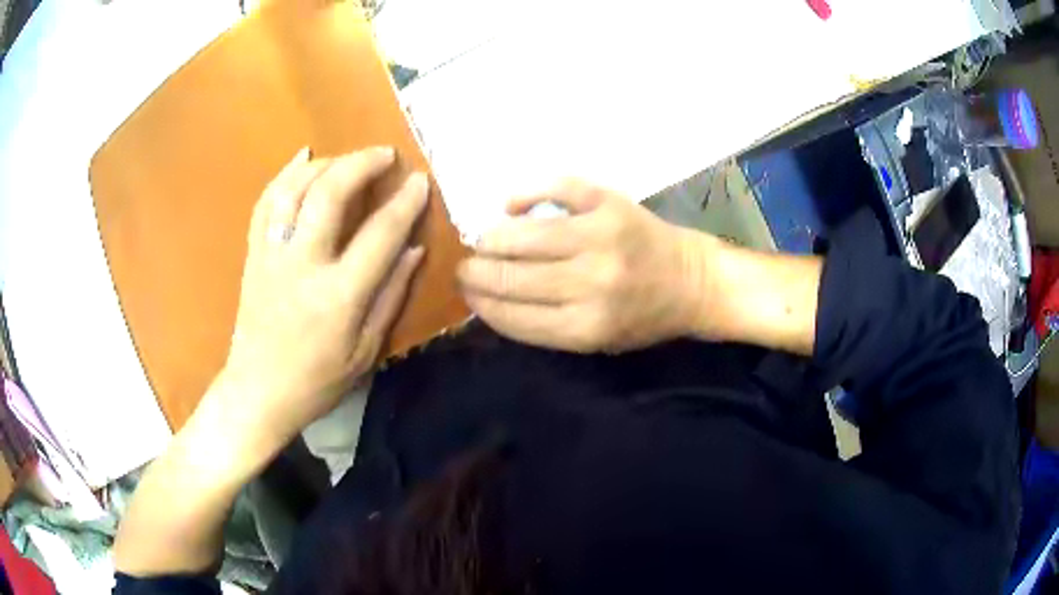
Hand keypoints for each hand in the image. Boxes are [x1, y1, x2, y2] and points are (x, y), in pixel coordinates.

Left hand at [214, 146, 428, 447]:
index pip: (379, 234)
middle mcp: (302, 265)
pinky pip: (266, 202)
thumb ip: (391, 295)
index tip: (420, 181)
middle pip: (330, 194)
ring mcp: (272, 255)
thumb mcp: (366, 351)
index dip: (404, 202)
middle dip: (361, 163)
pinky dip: (284, 173)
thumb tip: (414, 249)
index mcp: (338, 296)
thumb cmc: (317, 380)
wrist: (259, 391)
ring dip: (326, 163)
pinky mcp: (254, 253)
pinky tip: (302, 157)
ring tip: (349, 159)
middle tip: (385, 154)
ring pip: (294, 189)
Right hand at [457, 180, 707, 352]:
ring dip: (491, 238)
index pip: (511, 315)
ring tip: (484, 241)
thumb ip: (545, 325)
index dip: (480, 302)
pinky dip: (525, 194)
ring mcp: (600, 237)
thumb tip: (489, 298)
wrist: (692, 281)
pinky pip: (555, 189)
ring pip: (523, 234)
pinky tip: (511, 206)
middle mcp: (590, 284)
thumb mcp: (597, 341)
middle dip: (475, 272)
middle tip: (465, 267)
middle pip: (510, 276)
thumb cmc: (643, 317)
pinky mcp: (610, 203)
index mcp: (585, 328)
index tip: (465, 292)